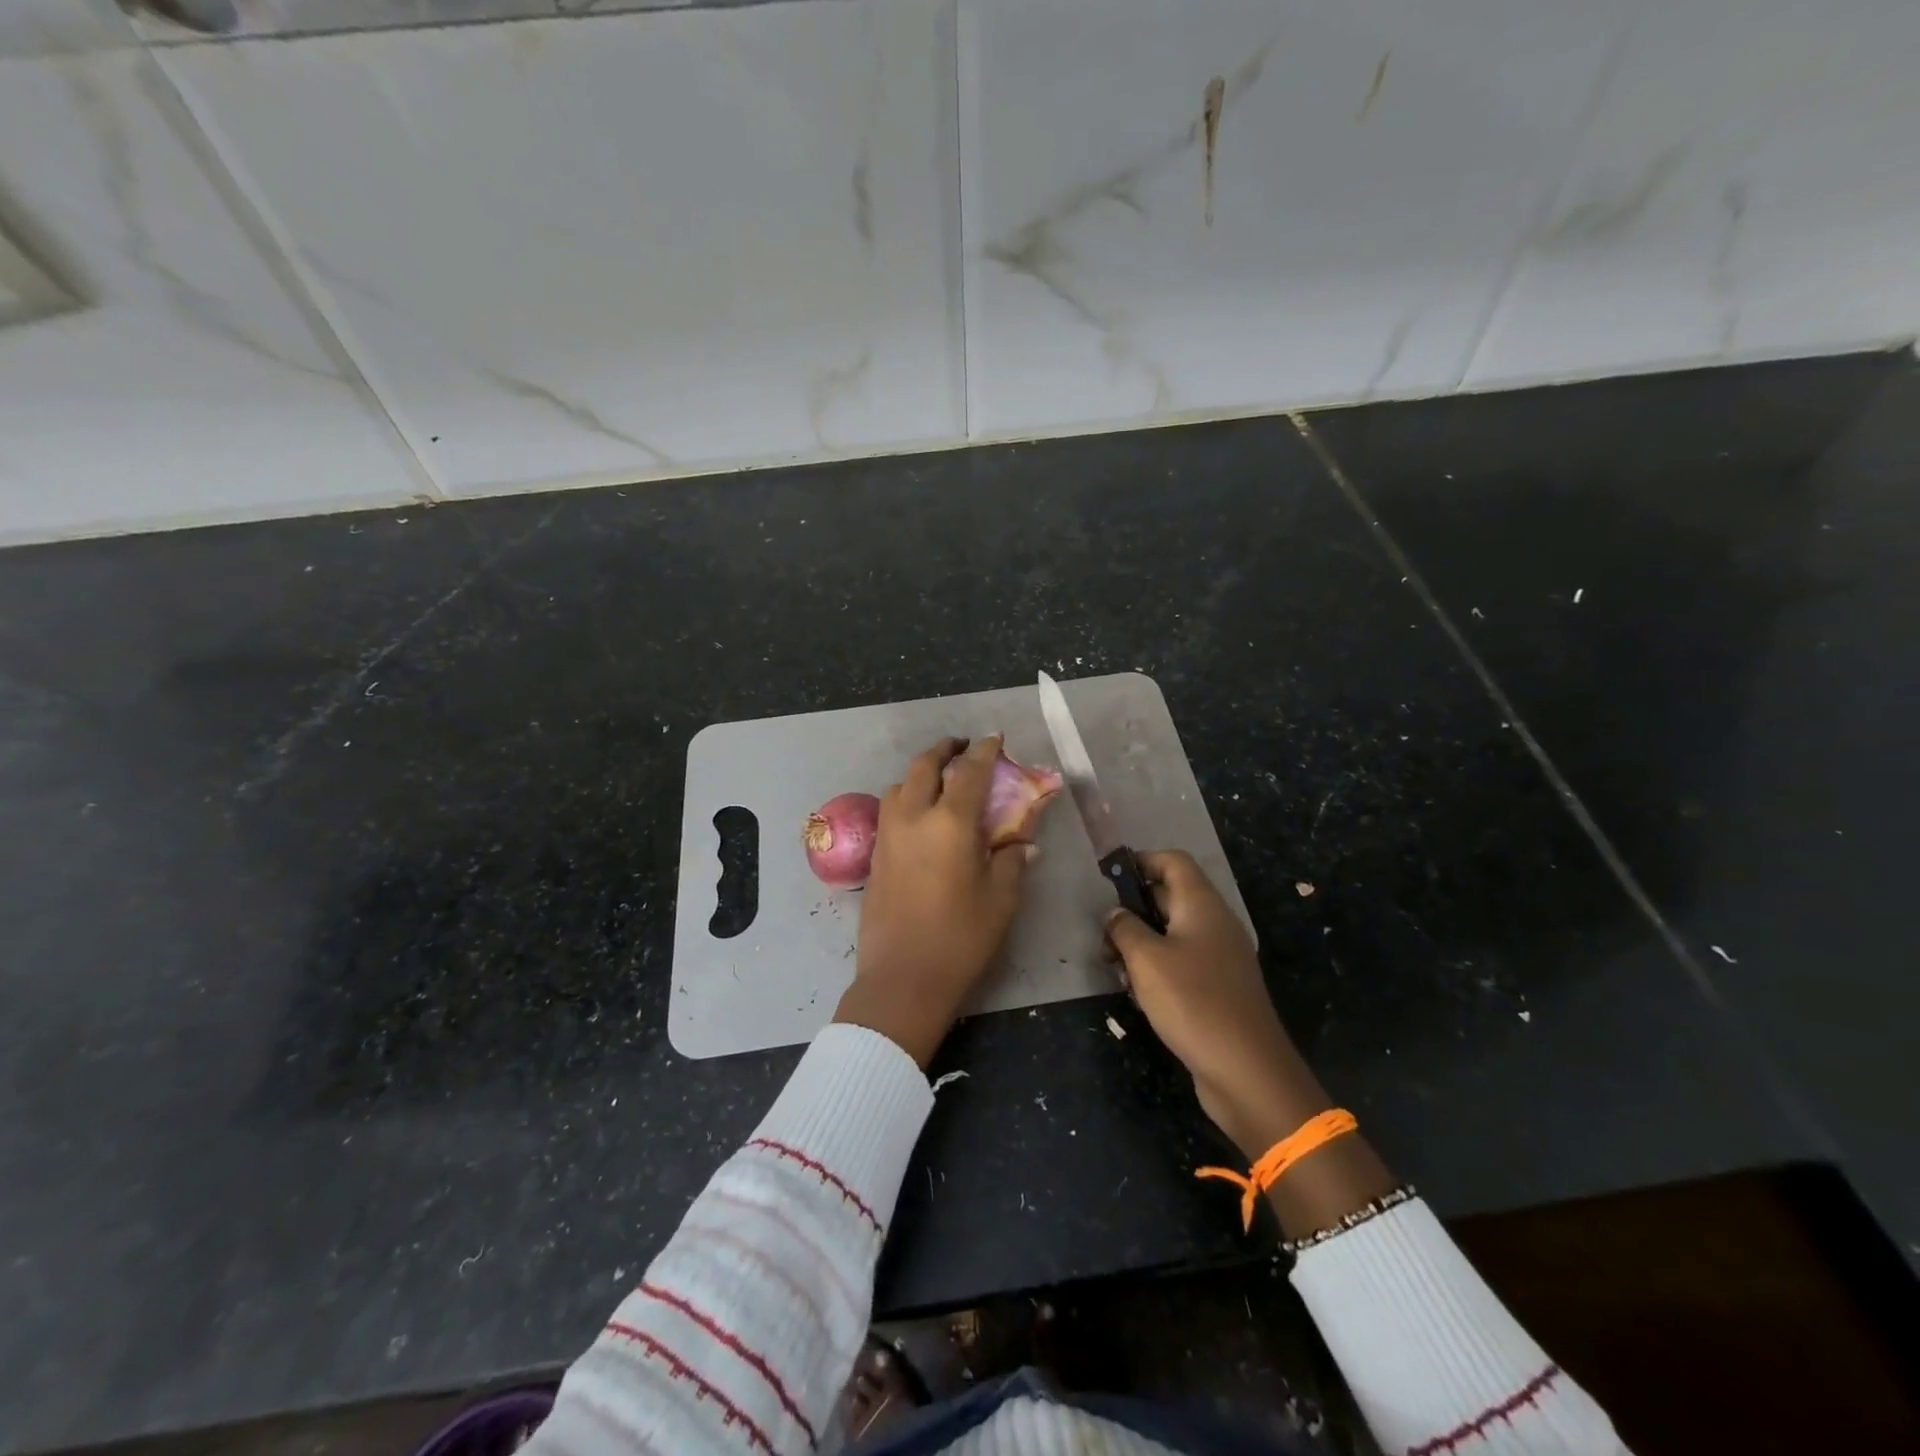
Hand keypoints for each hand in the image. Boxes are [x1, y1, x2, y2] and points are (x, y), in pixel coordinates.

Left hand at [833, 736, 1031, 1066]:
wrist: (902, 979)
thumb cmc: (960, 939)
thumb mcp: (1001, 899)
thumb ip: (1012, 860)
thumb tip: (1023, 841)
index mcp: (950, 823)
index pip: (969, 772)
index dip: (984, 751)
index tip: (995, 739)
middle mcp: (913, 818)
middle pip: (925, 766)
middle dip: (945, 750)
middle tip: (963, 748)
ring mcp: (888, 835)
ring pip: (900, 785)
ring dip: (921, 772)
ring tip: (940, 781)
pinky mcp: (874, 856)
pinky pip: (890, 809)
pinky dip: (907, 797)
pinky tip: (921, 816)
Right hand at [1105, 851, 1327, 1158]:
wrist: (1247, 1071)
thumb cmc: (1192, 1001)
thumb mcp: (1146, 959)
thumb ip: (1124, 927)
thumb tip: (1115, 913)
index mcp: (1202, 905)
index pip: (1173, 861)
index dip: (1141, 862)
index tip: (1108, 881)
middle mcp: (1214, 924)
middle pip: (1169, 897)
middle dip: (1132, 911)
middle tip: (1104, 936)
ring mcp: (1219, 957)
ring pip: (1171, 934)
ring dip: (1140, 946)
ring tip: (1116, 971)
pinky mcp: (1217, 988)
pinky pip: (1181, 963)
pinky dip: (1156, 971)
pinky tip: (1138, 996)